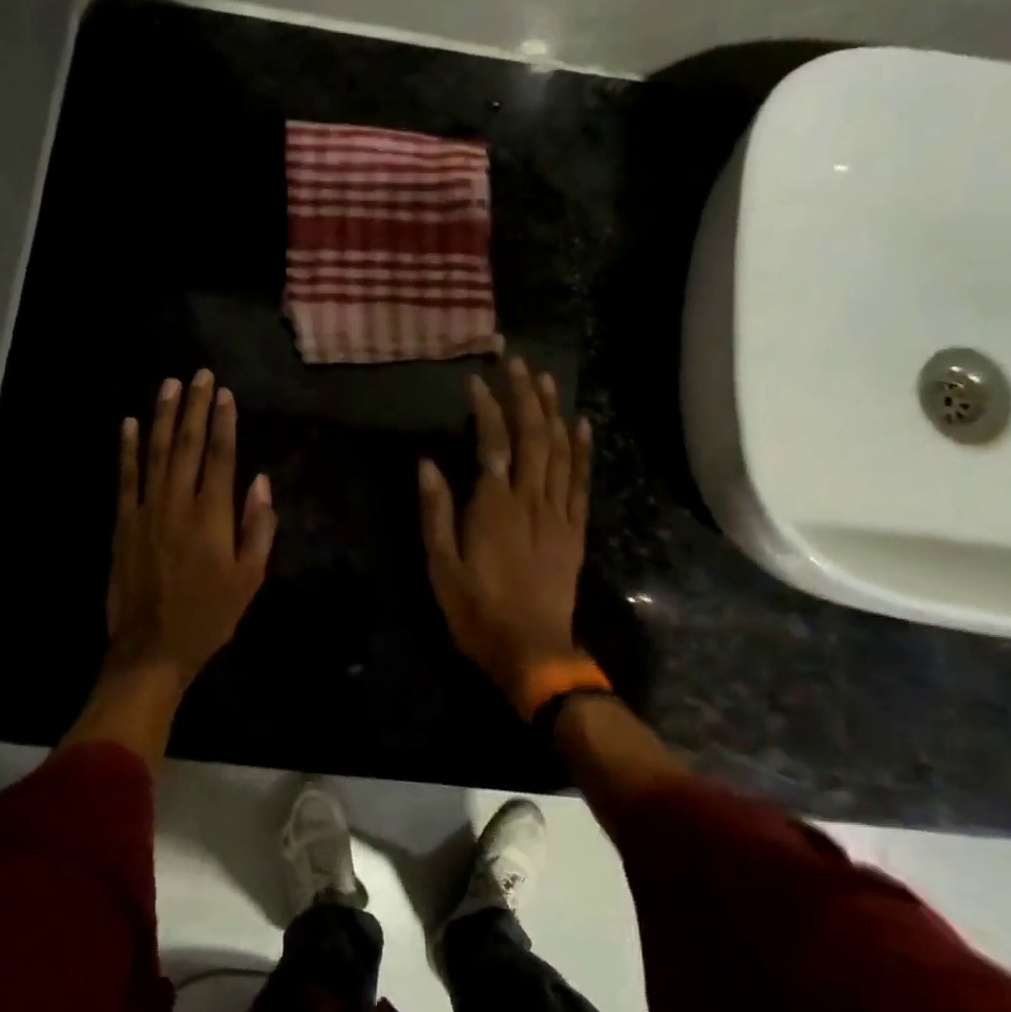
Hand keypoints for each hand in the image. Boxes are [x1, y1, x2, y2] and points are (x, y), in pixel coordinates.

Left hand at [107, 369, 275, 683]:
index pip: (220, 457)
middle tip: (199, 375)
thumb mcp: (249, 578)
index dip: (223, 423)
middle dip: (194, 407)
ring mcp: (146, 510)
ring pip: (154, 452)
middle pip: (186, 444)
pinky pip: (124, 477)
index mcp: (213, 517)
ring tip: (169, 385)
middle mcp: (178, 503)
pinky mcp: (122, 523)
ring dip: (162, 416)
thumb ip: (257, 528)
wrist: (152, 648)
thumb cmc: (210, 616)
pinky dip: (126, 449)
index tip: (224, 394)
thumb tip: (260, 482)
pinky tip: (128, 424)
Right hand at [418, 356, 592, 715]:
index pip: (492, 443)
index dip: (486, 408)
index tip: (477, 380)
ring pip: (559, 451)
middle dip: (524, 396)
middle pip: (532, 436)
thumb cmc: (477, 610)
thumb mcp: (441, 566)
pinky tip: (582, 425)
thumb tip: (427, 464)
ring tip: (546, 379)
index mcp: (493, 506)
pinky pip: (581, 482)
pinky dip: (582, 451)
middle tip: (518, 362)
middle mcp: (530, 499)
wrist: (532, 649)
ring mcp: (558, 513)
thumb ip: (435, 512)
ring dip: (553, 412)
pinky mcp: (575, 530)